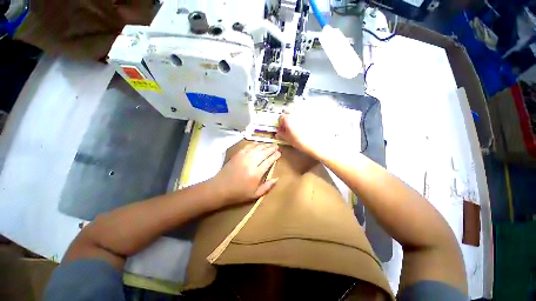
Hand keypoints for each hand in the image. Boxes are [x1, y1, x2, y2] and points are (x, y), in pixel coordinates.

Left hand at [211, 143, 280, 206]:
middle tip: (276, 146)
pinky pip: (248, 147)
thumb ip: (267, 187)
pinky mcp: (237, 154)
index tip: (279, 153)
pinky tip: (258, 144)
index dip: (274, 156)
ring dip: (264, 145)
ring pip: (257, 148)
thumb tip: (276, 179)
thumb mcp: (255, 195)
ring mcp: (243, 157)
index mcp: (256, 173)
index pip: (268, 161)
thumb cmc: (238, 193)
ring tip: (269, 144)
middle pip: (264, 152)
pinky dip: (254, 144)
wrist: (220, 188)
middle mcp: (251, 163)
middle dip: (271, 149)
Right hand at [276, 112, 327, 158]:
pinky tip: (304, 130)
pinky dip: (303, 122)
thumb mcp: (289, 139)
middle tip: (288, 131)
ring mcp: (305, 115)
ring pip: (297, 117)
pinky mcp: (312, 117)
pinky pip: (304, 118)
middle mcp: (296, 114)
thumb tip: (279, 133)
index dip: (280, 125)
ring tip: (297, 131)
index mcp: (289, 118)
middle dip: (287, 122)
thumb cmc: (303, 142)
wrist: (318, 144)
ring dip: (295, 122)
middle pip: (289, 116)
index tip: (281, 130)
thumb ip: (282, 135)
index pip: (280, 118)